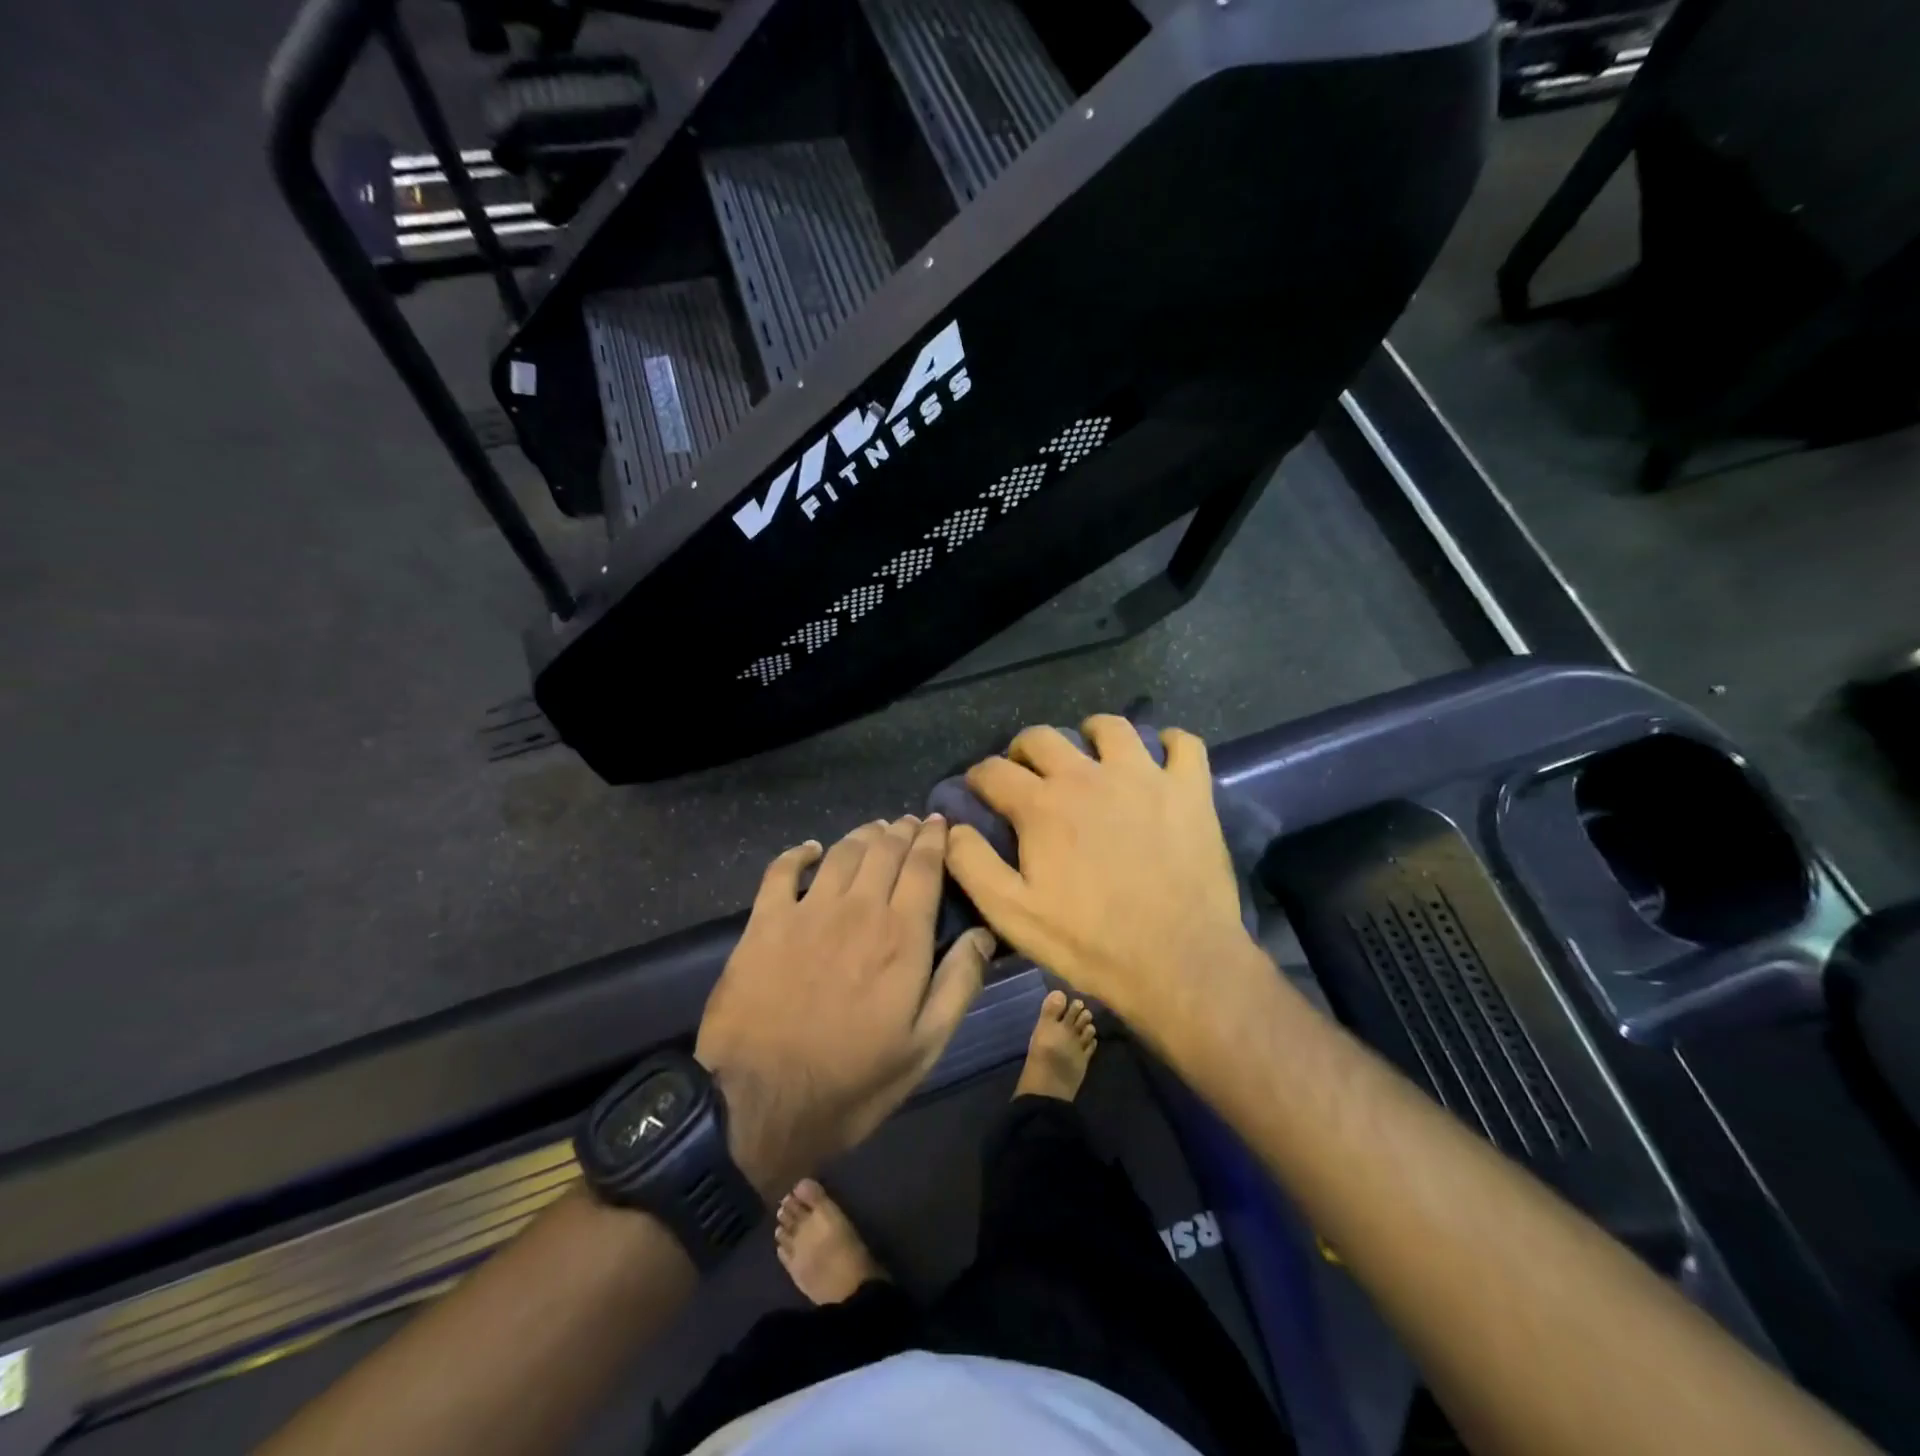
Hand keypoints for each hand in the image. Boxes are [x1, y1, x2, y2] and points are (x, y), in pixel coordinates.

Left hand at [695, 816, 994, 1198]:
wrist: (758, 1103)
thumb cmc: (852, 1081)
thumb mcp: (924, 1048)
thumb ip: (959, 985)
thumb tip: (983, 934)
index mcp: (901, 936)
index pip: (923, 868)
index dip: (933, 840)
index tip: (938, 824)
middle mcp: (858, 909)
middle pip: (884, 850)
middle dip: (901, 831)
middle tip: (909, 823)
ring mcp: (807, 911)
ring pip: (841, 852)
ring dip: (862, 835)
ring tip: (874, 830)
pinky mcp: (765, 922)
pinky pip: (782, 870)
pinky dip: (798, 853)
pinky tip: (809, 849)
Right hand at [944, 717, 1260, 1033]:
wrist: (1178, 961)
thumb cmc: (1090, 942)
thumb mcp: (1012, 914)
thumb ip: (972, 865)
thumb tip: (952, 827)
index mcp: (1041, 805)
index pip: (994, 771)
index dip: (979, 777)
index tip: (980, 790)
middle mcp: (1087, 776)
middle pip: (1043, 737)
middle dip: (1024, 749)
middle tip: (1029, 774)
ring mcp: (1143, 777)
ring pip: (1111, 727)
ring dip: (1092, 733)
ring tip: (1091, 755)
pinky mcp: (1189, 790)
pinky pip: (1183, 744)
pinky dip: (1170, 743)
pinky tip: (1161, 758)